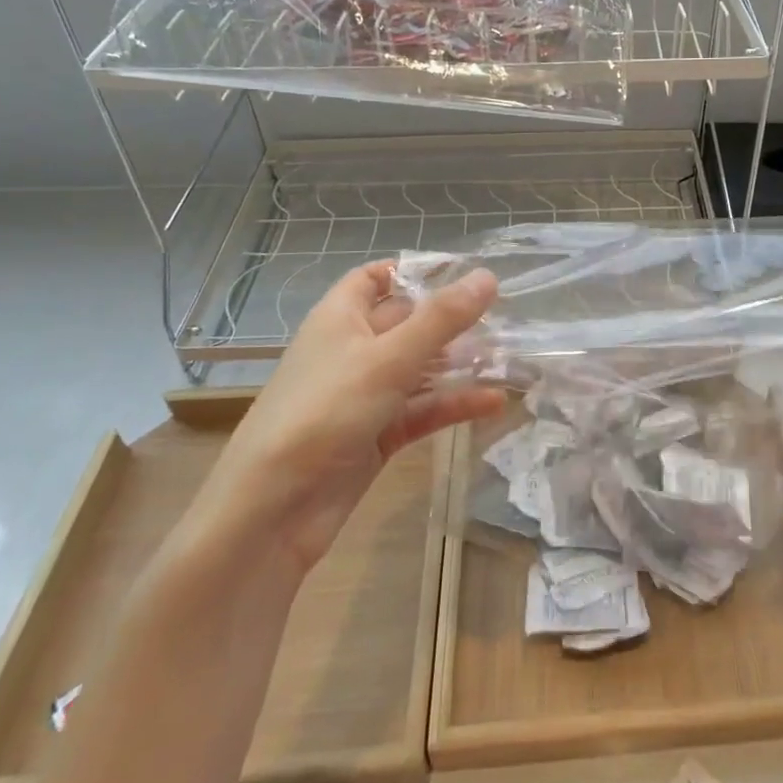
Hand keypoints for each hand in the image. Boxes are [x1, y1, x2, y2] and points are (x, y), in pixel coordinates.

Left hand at [190, 261, 503, 574]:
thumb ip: (441, 319)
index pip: (374, 278)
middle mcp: (352, 351)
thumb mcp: (388, 359)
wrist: (272, 512)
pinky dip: (453, 404)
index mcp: (340, 319)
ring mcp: (365, 396)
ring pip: (419, 369)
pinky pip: (422, 410)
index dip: (413, 271)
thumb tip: (488, 277)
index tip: (462, 273)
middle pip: (407, 323)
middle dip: (451, 321)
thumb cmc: (324, 413)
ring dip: (460, 364)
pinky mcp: (377, 436)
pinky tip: (494, 402)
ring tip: (510, 358)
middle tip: (505, 317)